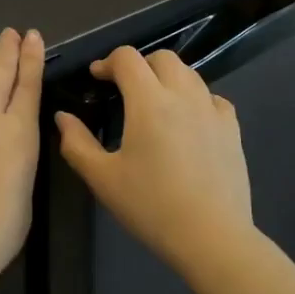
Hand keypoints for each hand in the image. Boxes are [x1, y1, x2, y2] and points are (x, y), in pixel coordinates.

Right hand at [53, 46, 253, 275]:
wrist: (211, 236)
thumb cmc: (151, 207)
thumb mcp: (102, 179)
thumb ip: (77, 143)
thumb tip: (62, 117)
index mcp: (149, 102)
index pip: (128, 59)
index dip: (108, 62)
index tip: (97, 77)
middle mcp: (184, 95)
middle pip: (163, 58)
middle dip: (140, 64)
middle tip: (125, 88)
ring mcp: (213, 111)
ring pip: (190, 74)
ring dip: (168, 78)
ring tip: (155, 103)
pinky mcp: (232, 129)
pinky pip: (212, 98)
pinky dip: (195, 98)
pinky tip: (188, 121)